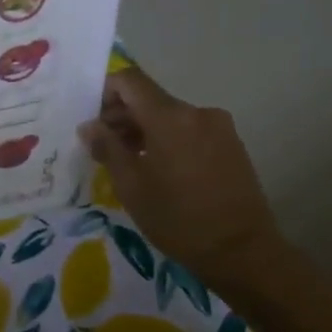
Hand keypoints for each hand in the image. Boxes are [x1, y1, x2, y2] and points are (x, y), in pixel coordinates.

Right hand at [78, 67, 282, 287]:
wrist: (241, 251)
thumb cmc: (177, 218)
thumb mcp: (130, 185)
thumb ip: (107, 148)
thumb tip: (89, 126)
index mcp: (170, 117)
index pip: (130, 80)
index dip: (105, 92)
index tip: (91, 119)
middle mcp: (197, 112)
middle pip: (149, 99)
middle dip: (122, 117)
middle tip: (102, 148)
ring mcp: (219, 127)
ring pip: (169, 117)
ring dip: (143, 131)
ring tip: (128, 163)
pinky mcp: (231, 145)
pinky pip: (188, 131)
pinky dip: (166, 140)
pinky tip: (158, 171)